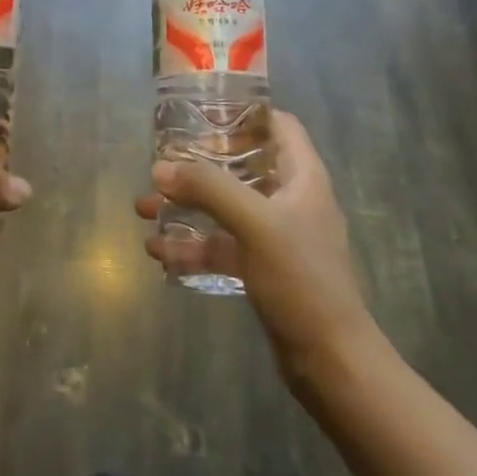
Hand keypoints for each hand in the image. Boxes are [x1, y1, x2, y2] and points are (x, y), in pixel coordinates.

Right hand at [135, 111, 376, 383]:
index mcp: (303, 177)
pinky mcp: (263, 269)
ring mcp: (276, 237)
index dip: (245, 112)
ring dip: (187, 206)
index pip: (279, 125)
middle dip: (200, 164)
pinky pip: (221, 246)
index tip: (203, 112)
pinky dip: (192, 245)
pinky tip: (158, 252)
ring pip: (225, 207)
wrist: (331, 363)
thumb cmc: (302, 279)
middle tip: (162, 161)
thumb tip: (160, 168)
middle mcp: (291, 200)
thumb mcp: (254, 224)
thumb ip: (208, 189)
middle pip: (243, 165)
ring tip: (145, 208)